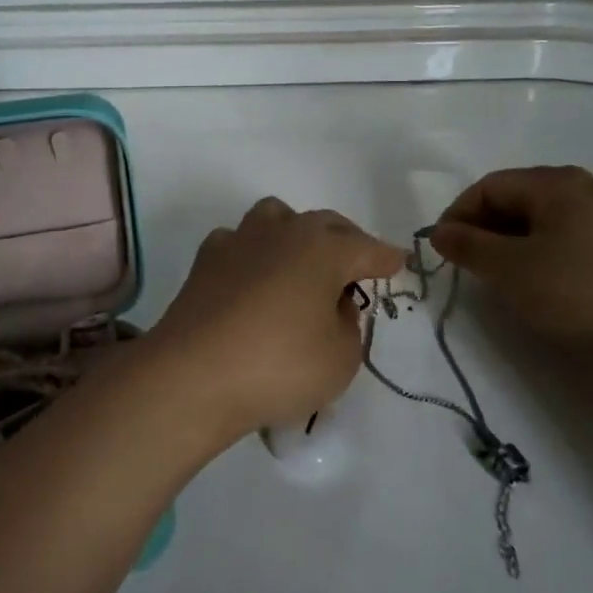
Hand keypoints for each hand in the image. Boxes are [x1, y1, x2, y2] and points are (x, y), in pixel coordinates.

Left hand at [144, 198, 404, 440]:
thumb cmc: (279, 365)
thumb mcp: (340, 358)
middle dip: (345, 240)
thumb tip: (331, 304)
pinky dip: (254, 253)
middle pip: (324, 223)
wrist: (194, 374)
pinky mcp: (206, 260)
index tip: (398, 262)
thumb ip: (347, 324)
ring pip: (276, 218)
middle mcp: (283, 232)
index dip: (385, 258)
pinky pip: (240, 242)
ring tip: (301, 263)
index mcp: (324, 249)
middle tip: (356, 265)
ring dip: (295, 234)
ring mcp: (240, 241)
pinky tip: (253, 277)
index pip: (366, 249)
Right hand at [429, 167, 592, 359]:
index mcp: (559, 182)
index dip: (458, 214)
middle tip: (467, 263)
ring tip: (498, 274)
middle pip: (518, 197)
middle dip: (485, 227)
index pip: (490, 186)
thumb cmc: (576, 294)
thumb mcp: (509, 269)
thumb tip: (439, 231)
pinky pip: (567, 233)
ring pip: (543, 217)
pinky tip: (537, 279)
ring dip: (510, 240)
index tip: (442, 249)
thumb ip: (467, 245)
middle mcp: (588, 187)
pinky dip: (540, 249)